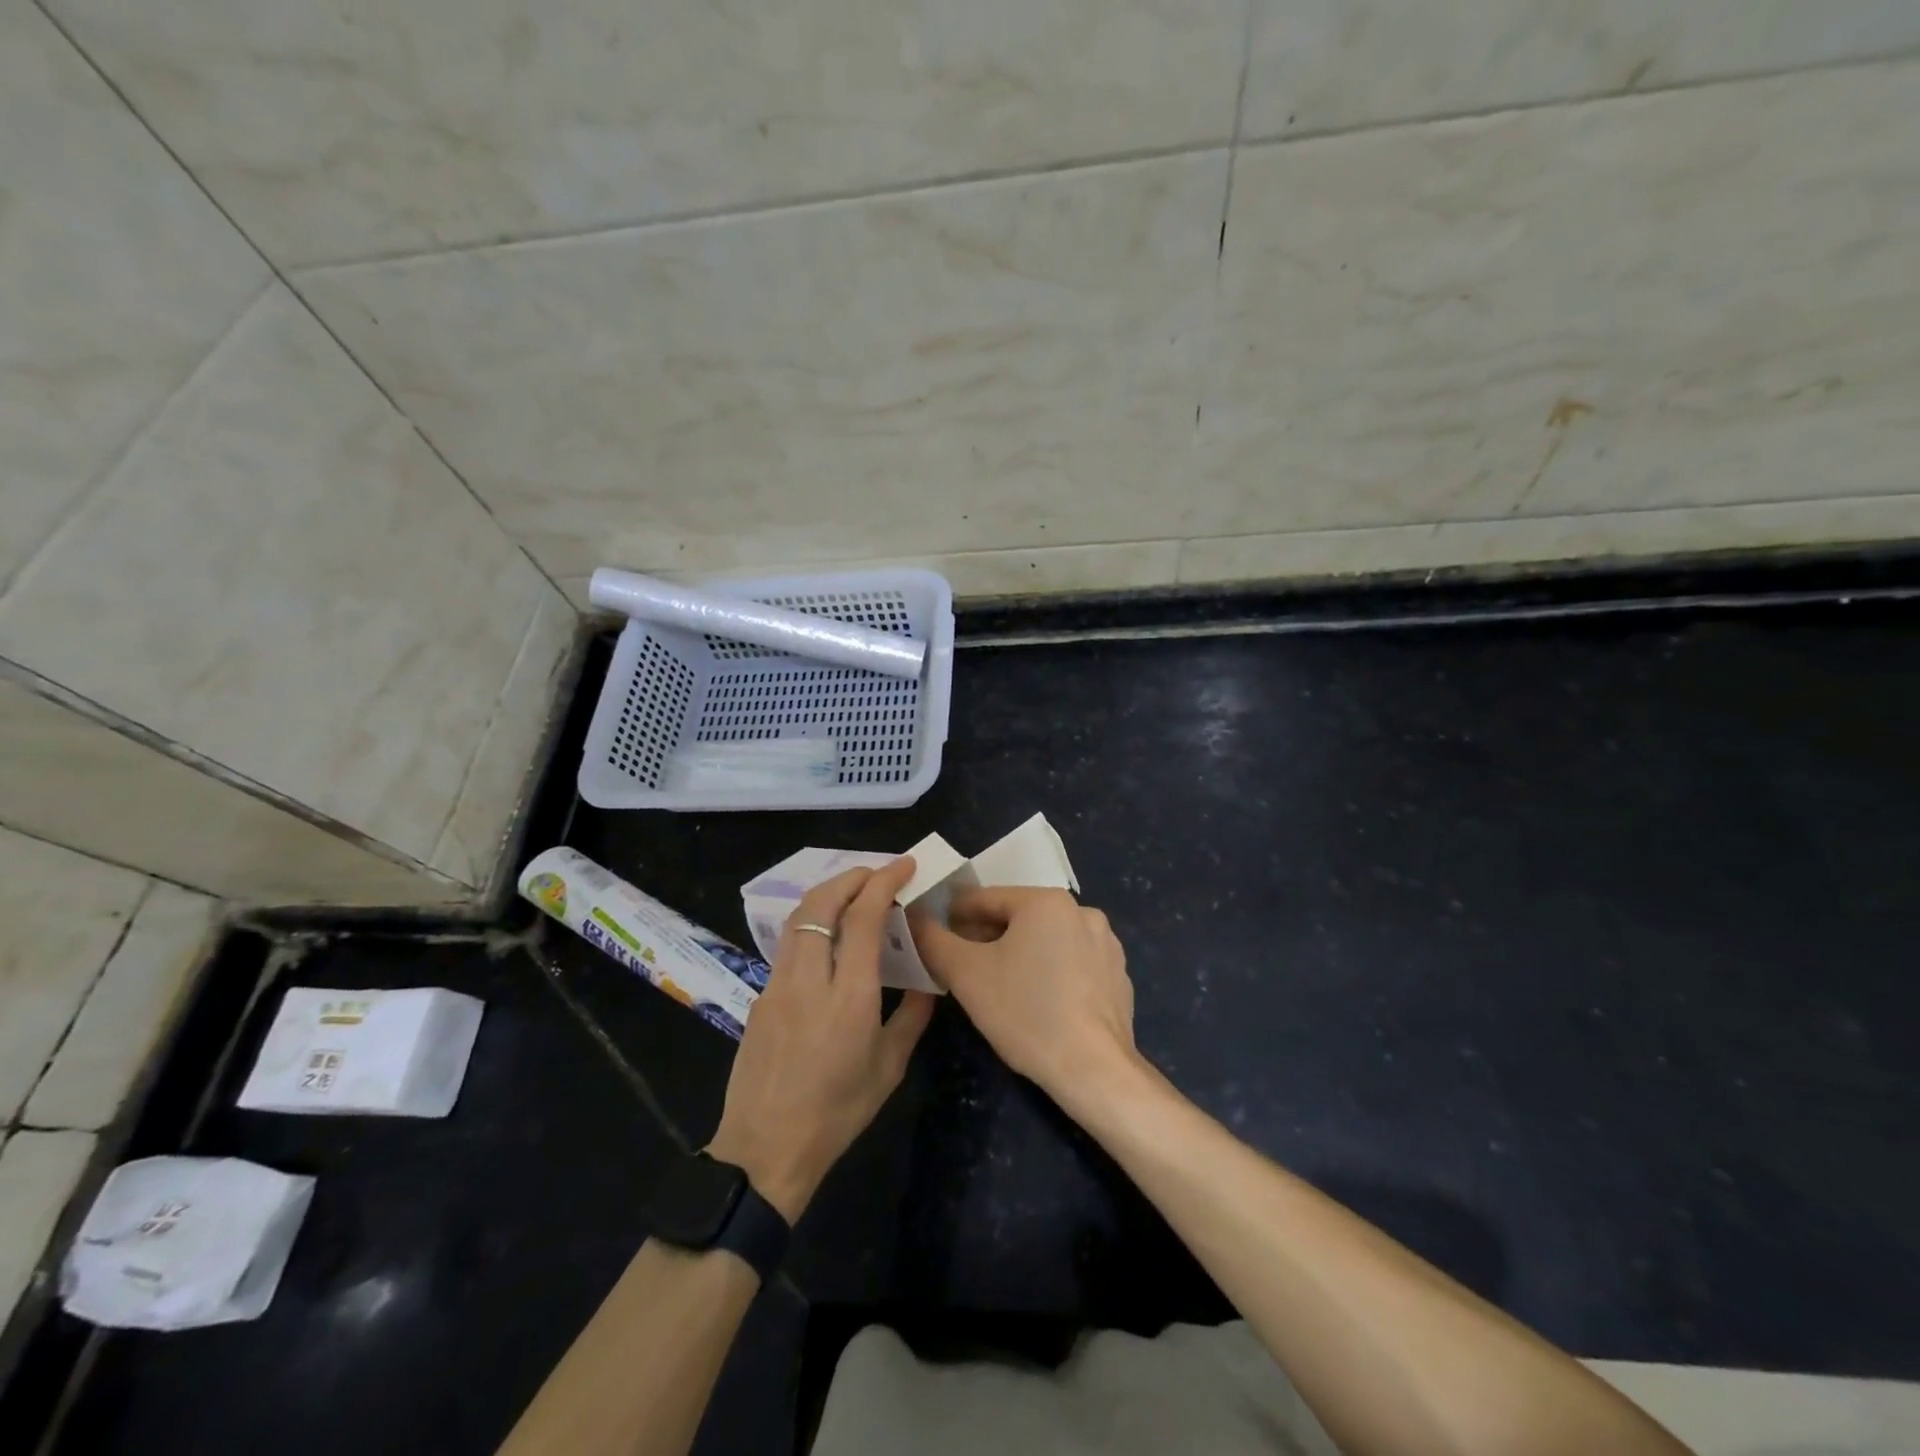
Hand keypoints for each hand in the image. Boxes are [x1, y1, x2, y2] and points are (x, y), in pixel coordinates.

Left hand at [706, 858, 934, 1221]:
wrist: (764, 1150)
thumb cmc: (836, 1113)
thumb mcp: (888, 1068)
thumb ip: (911, 1017)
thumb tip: (928, 982)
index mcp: (848, 996)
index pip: (862, 917)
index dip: (883, 882)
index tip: (904, 865)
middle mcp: (808, 979)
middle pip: (821, 904)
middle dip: (851, 876)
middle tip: (878, 872)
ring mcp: (777, 985)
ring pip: (797, 919)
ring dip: (827, 894)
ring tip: (853, 892)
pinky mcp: (760, 996)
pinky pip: (788, 944)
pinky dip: (812, 923)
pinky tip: (827, 938)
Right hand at [910, 887, 1138, 1110]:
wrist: (1094, 1070)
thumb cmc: (1026, 1014)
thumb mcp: (966, 975)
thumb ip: (933, 939)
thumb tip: (915, 917)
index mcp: (1046, 901)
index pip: (984, 898)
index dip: (952, 918)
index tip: (936, 941)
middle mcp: (1081, 910)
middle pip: (1016, 916)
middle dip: (986, 937)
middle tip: (962, 968)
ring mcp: (1105, 943)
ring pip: (1045, 939)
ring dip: (1018, 953)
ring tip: (999, 988)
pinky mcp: (1117, 974)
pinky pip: (1071, 961)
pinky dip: (1049, 972)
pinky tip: (1038, 1003)